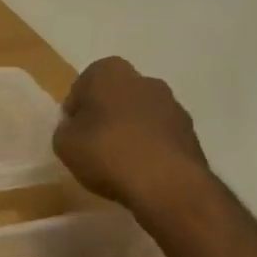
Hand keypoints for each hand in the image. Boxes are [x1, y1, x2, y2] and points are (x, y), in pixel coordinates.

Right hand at [53, 57, 210, 210]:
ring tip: (119, 163)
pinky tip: (141, 172)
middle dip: (106, 116)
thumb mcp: (64, 143)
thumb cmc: (107, 152)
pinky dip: (151, 149)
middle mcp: (145, 80)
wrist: (168, 185)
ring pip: (141, 116)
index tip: (73, 132)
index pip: (83, 85)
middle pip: (116, 97)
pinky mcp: (192, 134)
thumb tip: (76, 128)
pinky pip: (160, 137)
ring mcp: (173, 106)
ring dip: (131, 132)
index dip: (76, 110)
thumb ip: (66, 129)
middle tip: (94, 145)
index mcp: (110, 72)